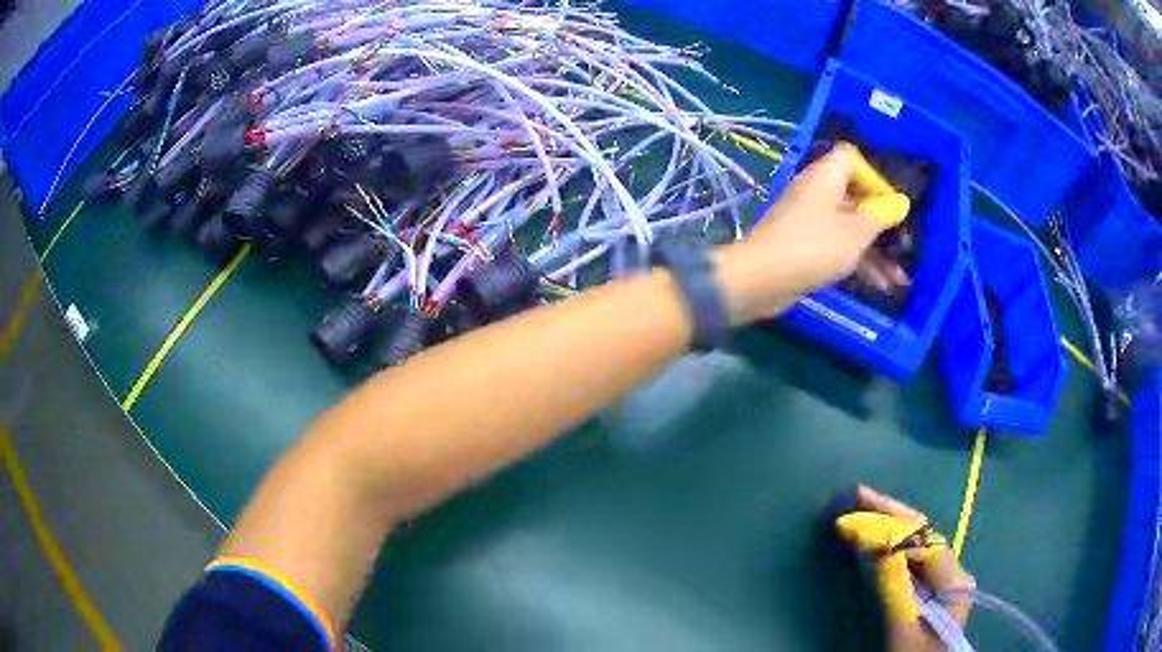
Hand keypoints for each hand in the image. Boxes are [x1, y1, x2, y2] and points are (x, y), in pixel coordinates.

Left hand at [714, 143, 889, 324]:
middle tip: (903, 246)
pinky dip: (856, 261)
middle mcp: (816, 191)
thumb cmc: (814, 246)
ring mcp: (808, 219)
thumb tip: (899, 203)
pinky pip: (835, 246)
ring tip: (898, 280)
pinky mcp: (802, 245)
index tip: (892, 204)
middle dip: (881, 223)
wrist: (762, 278)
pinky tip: (878, 285)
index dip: (875, 177)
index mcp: (826, 176)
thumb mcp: (857, 232)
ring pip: (848, 227)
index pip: (852, 158)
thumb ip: (880, 216)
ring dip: (874, 251)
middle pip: (854, 197)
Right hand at [840, 486, 975, 651]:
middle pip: (923, 535)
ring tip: (863, 508)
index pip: (924, 540)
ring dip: (891, 526)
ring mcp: (943, 581)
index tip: (860, 512)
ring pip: (917, 545)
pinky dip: (892, 547)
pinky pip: (911, 561)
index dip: (893, 523)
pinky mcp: (930, 591)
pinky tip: (876, 538)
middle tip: (859, 494)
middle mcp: (953, 572)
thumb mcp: (904, 628)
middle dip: (892, 513)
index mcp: (954, 580)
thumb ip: (895, 588)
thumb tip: (878, 546)